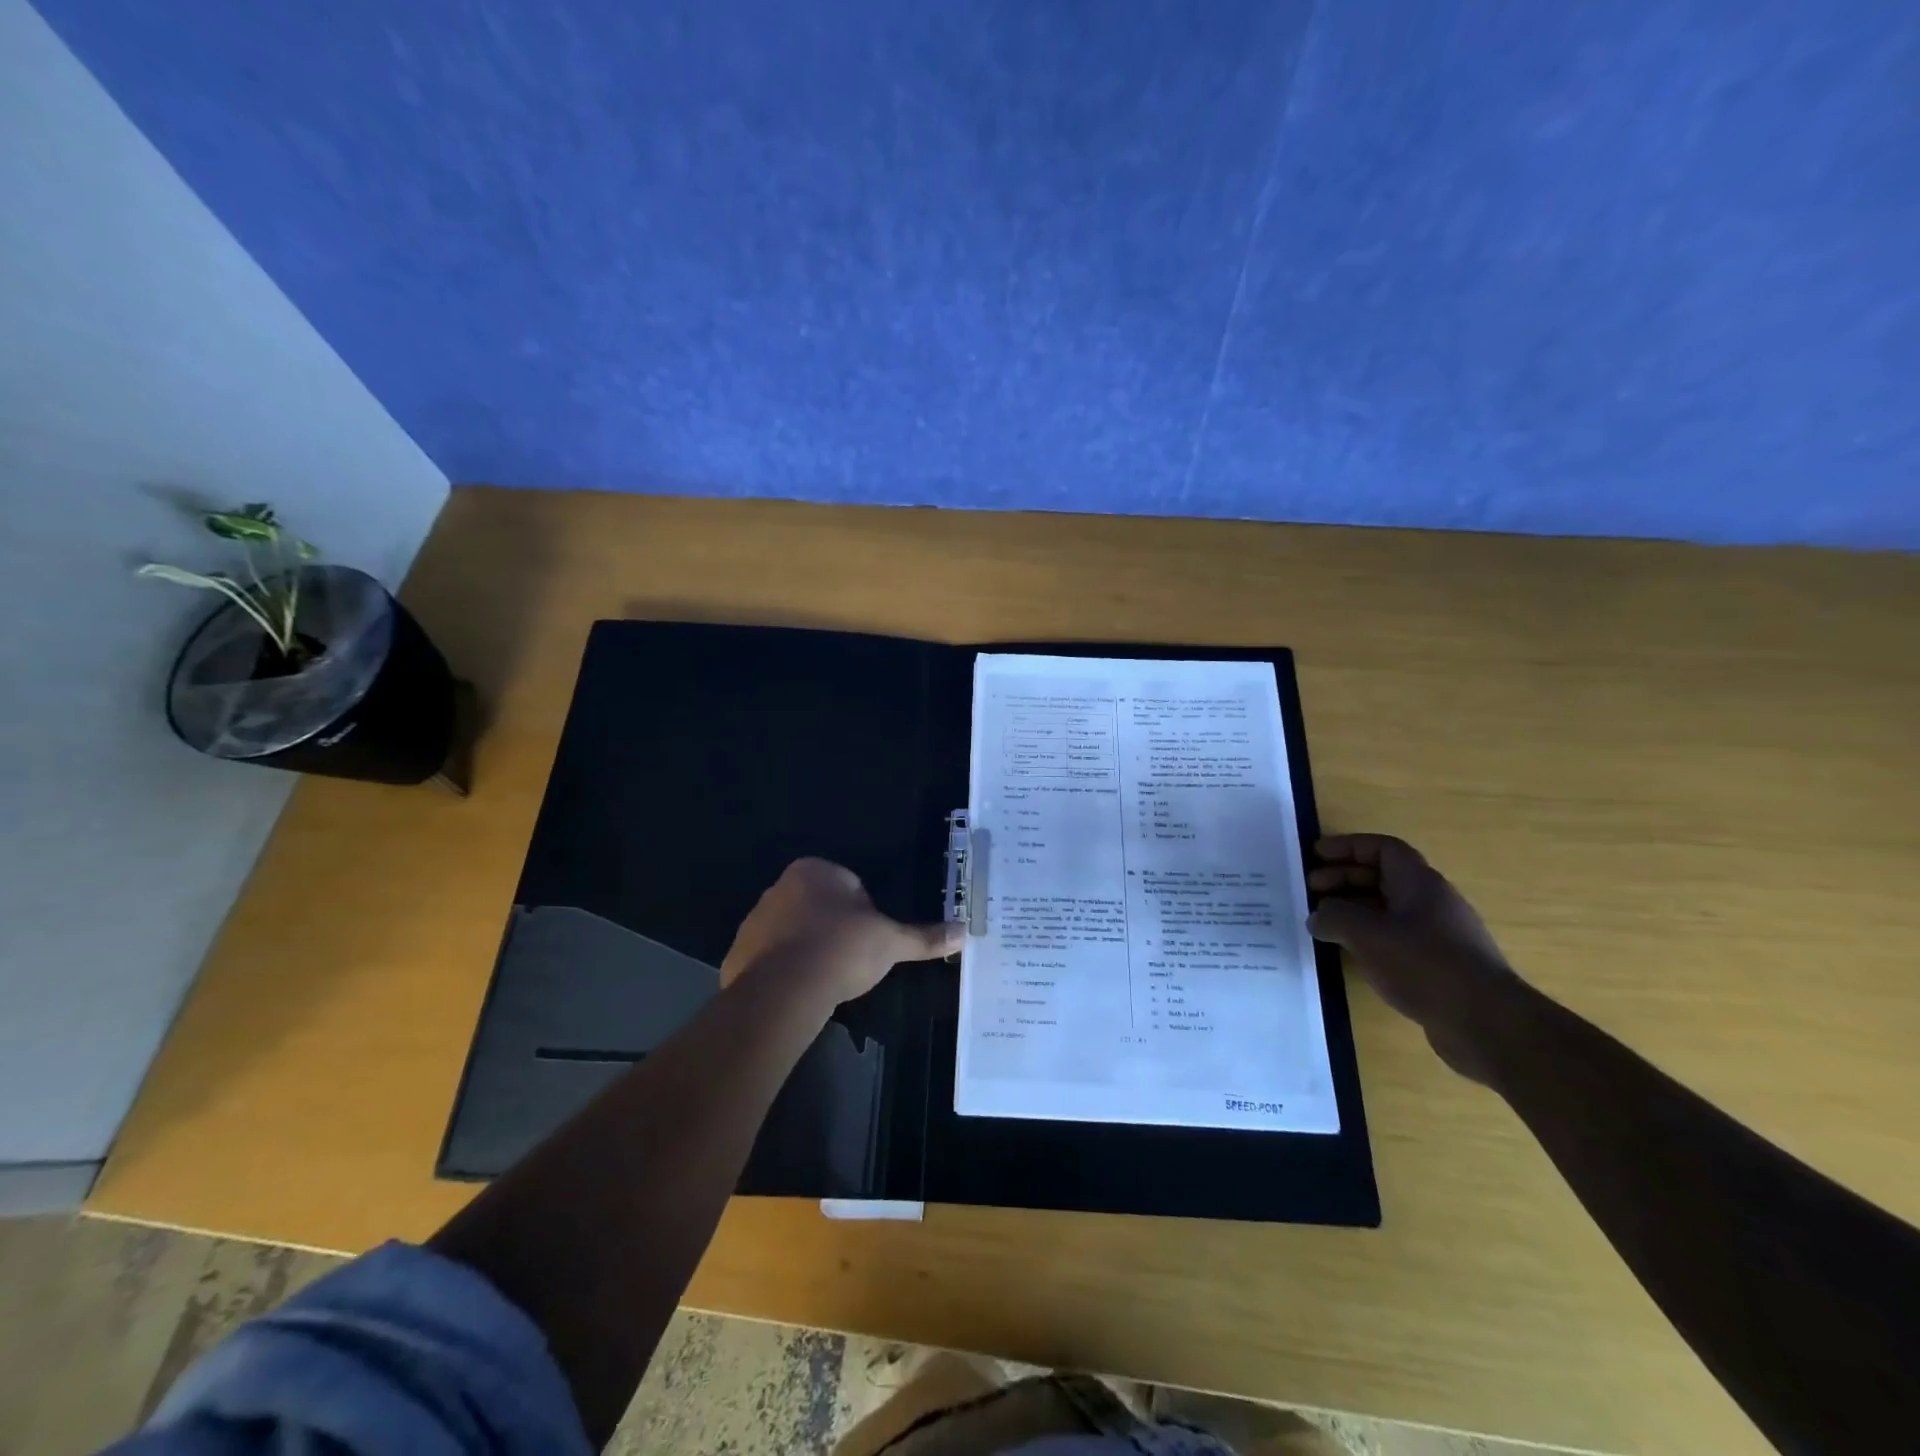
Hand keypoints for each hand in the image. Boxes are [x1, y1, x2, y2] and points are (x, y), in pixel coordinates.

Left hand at [722, 858, 961, 1004]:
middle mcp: (780, 887)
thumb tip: (964, 932)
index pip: (849, 885)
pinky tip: (800, 991)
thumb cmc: (842, 949)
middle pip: (819, 907)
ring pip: (793, 932)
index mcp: (815, 871)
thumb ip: (924, 936)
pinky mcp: (737, 953)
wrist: (784, 990)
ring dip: (808, 949)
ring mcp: (755, 920)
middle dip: (834, 929)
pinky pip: (769, 958)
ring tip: (826, 979)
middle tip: (851, 961)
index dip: (865, 914)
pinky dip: (785, 971)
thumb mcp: (891, 941)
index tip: (869, 940)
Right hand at [1308, 834, 1525, 1082]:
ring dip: (1353, 910)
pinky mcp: (1439, 967)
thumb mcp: (1367, 934)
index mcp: (1420, 884)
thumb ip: (1334, 917)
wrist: (1488, 1025)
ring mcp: (1438, 936)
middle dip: (1343, 879)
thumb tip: (1317, 917)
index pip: (1383, 849)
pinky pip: (1395, 939)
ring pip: (1387, 910)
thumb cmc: (1426, 965)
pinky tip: (1350, 954)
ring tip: (1322, 924)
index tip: (1316, 855)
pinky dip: (1368, 938)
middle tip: (1310, 891)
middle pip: (1382, 878)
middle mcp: (1431, 903)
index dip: (1348, 846)